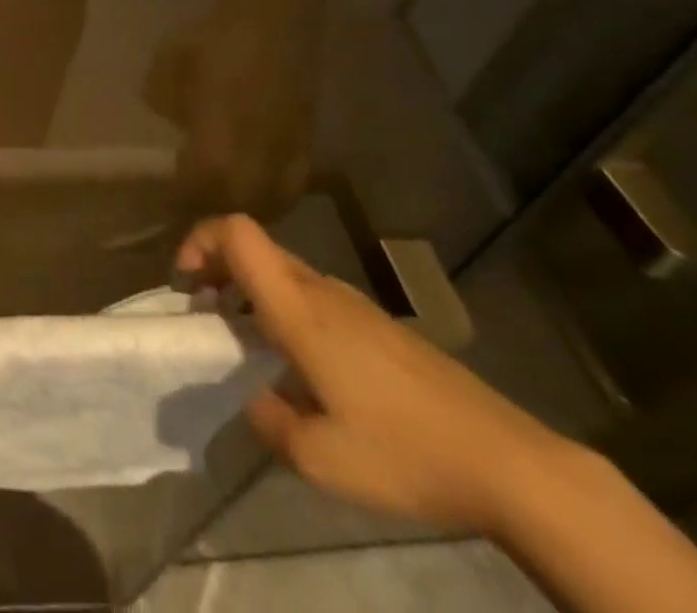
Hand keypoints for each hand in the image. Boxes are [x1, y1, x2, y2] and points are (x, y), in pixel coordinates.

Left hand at [146, 0, 317, 218]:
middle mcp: (258, 156)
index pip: (200, 188)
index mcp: (220, 137)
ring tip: (221, 202)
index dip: (181, 200)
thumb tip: (170, 124)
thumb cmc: (217, 36)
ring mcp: (288, 152)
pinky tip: (256, 189)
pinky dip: (273, 197)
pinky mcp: (308, 142)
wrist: (276, 13)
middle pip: (237, 204)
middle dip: (212, 211)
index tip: (163, 202)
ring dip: (244, 208)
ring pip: (270, 202)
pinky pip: (292, 186)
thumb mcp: (169, 62)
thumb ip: (161, 99)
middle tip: (190, 205)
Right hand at [177, 215, 573, 534]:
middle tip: (205, 316)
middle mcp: (321, 290)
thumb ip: (268, 422)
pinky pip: (312, 296)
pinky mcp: (377, 325)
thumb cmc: (405, 452)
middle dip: (217, 269)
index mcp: (298, 308)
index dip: (200, 240)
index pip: (237, 232)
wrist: (508, 462)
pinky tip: (300, 366)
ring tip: (247, 345)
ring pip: (283, 272)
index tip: (188, 282)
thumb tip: (250, 398)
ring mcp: (353, 304)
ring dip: (250, 292)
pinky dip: (284, 310)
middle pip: (255, 247)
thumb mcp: (321, 460)